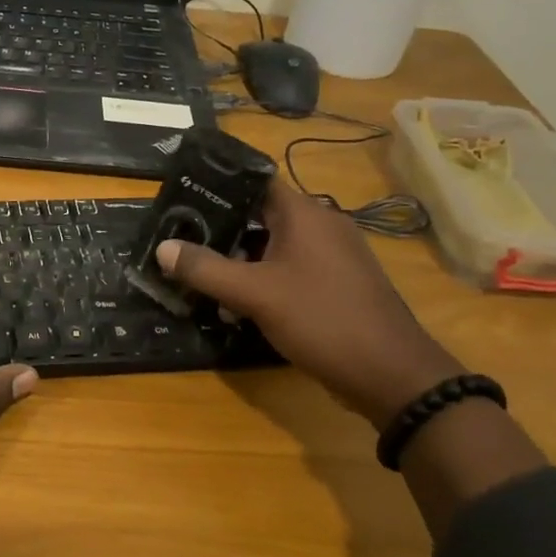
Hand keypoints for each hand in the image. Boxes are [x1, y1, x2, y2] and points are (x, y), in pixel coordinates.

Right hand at [156, 185, 460, 429]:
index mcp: (304, 214)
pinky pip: (291, 268)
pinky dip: (263, 278)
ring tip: (201, 274)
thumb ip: (205, 269)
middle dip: (221, 228)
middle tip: (181, 240)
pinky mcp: (338, 284)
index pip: (254, 180)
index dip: (217, 185)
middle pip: (260, 214)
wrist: (393, 376)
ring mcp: (334, 256)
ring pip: (274, 245)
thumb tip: (162, 247)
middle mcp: (322, 225)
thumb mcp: (254, 294)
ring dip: (240, 259)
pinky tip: (238, 303)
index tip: (182, 196)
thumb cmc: (322, 319)